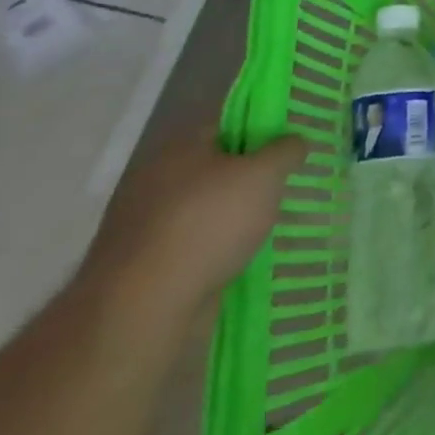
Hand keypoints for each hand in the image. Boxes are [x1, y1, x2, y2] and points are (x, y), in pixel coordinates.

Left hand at [82, 127, 306, 320]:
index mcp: (179, 147)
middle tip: (279, 191)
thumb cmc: (209, 224)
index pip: (226, 126)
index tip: (285, 152)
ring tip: (264, 232)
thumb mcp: (265, 175)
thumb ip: (286, 151)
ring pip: (200, 211)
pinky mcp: (139, 268)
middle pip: (212, 169)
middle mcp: (154, 179)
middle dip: (244, 181)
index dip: (259, 134)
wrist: (144, 308)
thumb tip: (296, 141)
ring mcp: (142, 225)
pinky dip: (210, 253)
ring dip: (227, 220)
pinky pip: (187, 248)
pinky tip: (236, 263)